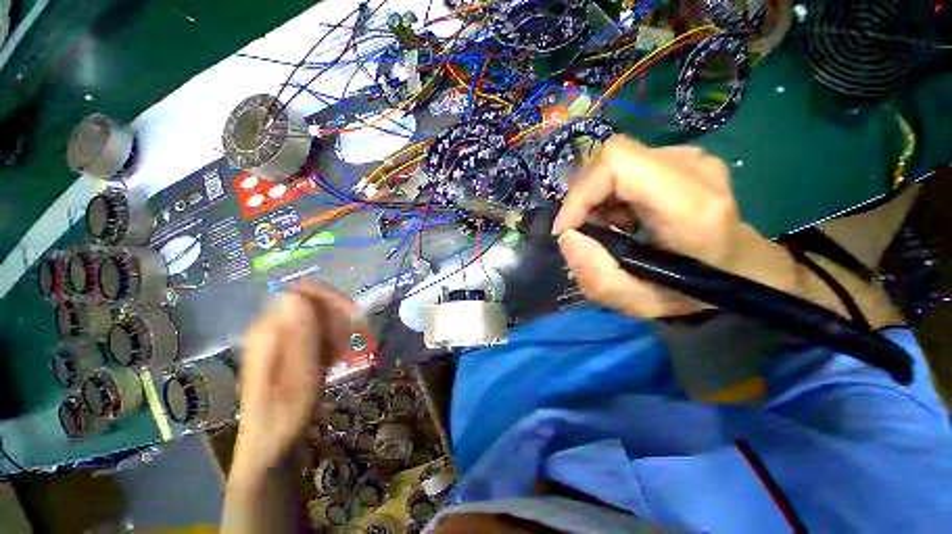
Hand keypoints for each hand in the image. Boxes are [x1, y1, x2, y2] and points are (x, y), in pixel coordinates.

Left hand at [231, 284, 354, 482]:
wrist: (273, 446)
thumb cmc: (283, 418)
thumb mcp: (297, 380)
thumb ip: (299, 337)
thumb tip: (297, 295)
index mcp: (269, 331)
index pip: (303, 292)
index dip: (331, 298)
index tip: (354, 316)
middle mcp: (275, 328)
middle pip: (316, 303)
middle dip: (337, 319)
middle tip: (344, 347)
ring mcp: (285, 338)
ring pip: (323, 317)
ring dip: (338, 332)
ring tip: (336, 358)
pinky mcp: (296, 347)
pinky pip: (323, 332)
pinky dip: (334, 342)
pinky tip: (332, 361)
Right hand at [552, 135, 797, 317]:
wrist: (740, 266)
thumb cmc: (695, 290)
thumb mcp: (641, 303)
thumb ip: (598, 278)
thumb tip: (567, 237)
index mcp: (691, 207)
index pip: (618, 165)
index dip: (580, 193)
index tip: (566, 229)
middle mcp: (694, 169)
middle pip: (612, 158)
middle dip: (584, 197)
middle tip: (585, 231)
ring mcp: (691, 157)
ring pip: (616, 160)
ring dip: (597, 196)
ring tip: (607, 228)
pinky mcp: (682, 157)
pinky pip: (627, 164)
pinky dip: (609, 192)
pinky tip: (621, 217)